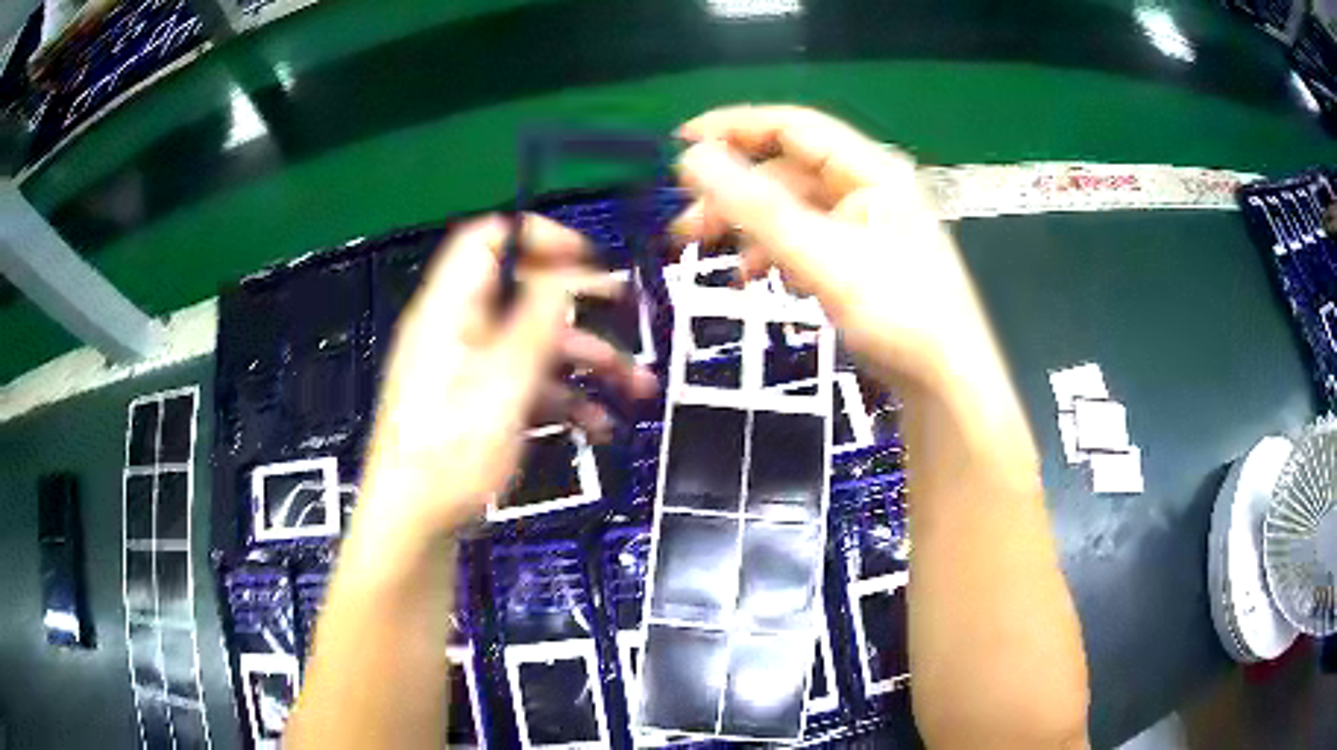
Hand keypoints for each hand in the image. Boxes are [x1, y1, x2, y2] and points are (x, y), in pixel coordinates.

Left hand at [360, 215, 657, 539]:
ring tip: (637, 388)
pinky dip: (564, 397)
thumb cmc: (451, 451)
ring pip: (534, 344)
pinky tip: (599, 426)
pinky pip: (526, 383)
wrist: (415, 523)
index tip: (589, 261)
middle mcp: (459, 329)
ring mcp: (469, 369)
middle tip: (633, 319)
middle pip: (524, 295)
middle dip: (583, 310)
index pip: (490, 239)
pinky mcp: (478, 404)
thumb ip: (536, 321)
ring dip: (587, 361)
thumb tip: (567, 274)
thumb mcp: (501, 382)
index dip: (540, 238)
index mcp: (451, 309)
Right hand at [674, 105, 993, 392]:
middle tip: (683, 225)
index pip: (792, 125)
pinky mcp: (861, 257)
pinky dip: (774, 252)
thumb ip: (755, 206)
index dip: (732, 128)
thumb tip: (693, 158)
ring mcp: (866, 222)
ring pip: (792, 207)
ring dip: (748, 227)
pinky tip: (751, 278)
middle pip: (786, 170)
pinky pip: (806, 238)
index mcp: (870, 169)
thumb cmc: (895, 314)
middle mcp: (868, 185)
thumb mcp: (820, 256)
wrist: (944, 383)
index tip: (678, 146)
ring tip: (708, 255)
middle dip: (733, 193)